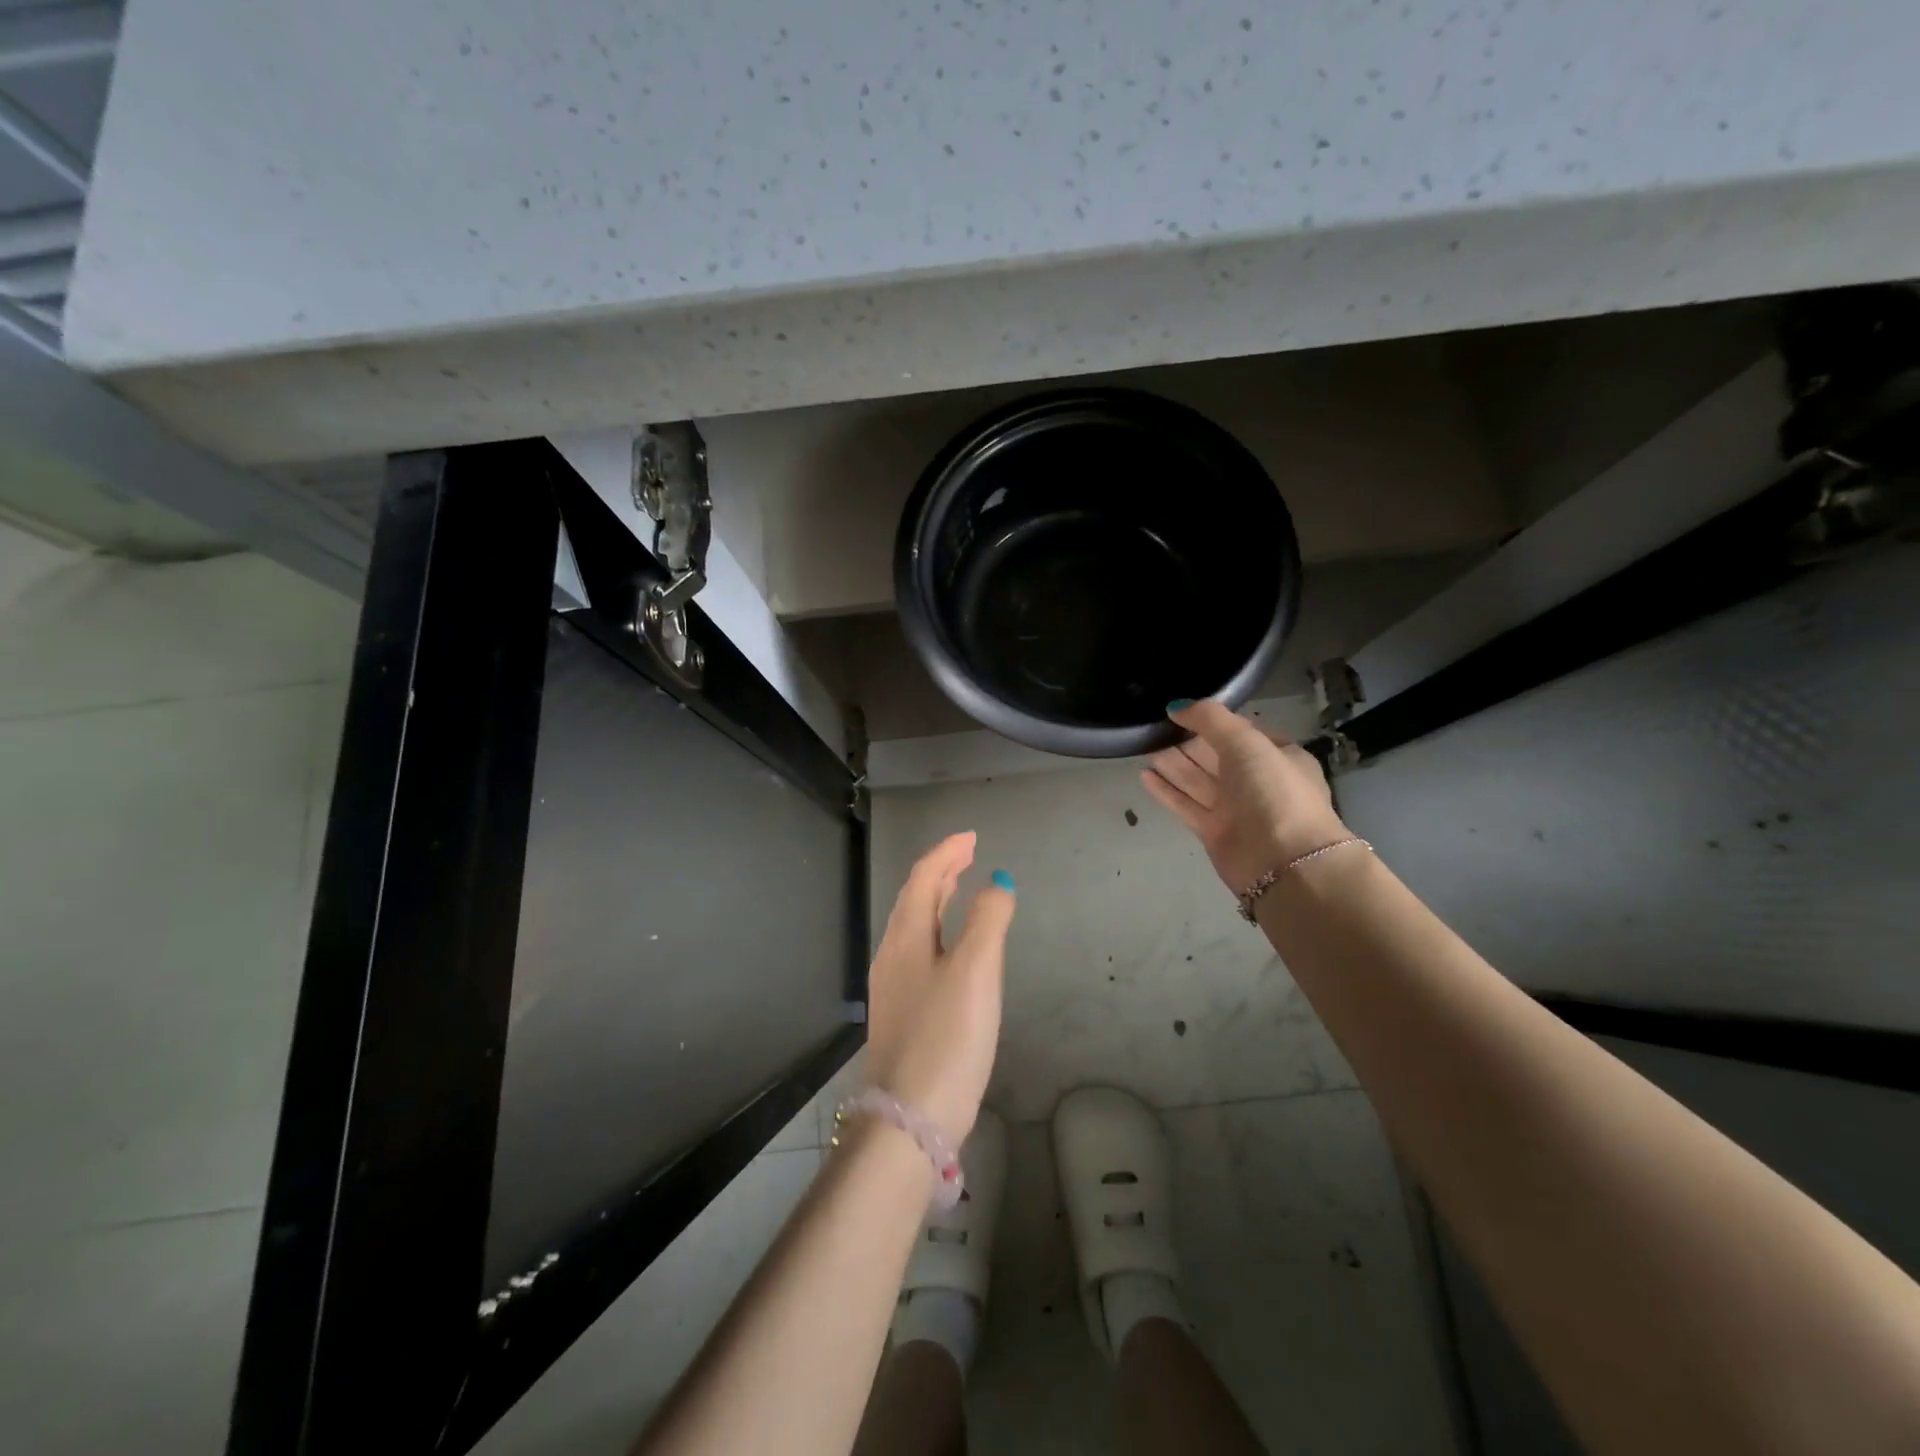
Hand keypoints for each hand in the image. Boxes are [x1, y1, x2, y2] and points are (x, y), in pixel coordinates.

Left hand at [864, 832, 1015, 1144]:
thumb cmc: (948, 1037)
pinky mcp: (902, 1015)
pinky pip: (919, 952)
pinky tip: (953, 950)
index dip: (947, 853)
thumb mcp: (976, 971)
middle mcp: (892, 956)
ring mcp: (893, 988)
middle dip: (940, 872)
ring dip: (936, 900)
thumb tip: (998, 882)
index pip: (923, 878)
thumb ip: (989, 920)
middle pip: (914, 900)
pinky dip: (938, 932)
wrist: (910, 1119)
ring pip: (915, 928)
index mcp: (905, 937)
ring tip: (959, 887)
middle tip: (967, 854)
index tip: (972, 837)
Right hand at [1140, 700, 1351, 894]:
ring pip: (1199, 781)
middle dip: (1188, 742)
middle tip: (1155, 728)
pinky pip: (1187, 805)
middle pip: (1216, 756)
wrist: (1285, 863)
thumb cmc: (1274, 792)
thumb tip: (1176, 706)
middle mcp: (1258, 782)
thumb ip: (1210, 718)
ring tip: (1144, 747)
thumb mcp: (1246, 741)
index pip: (1242, 731)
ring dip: (1174, 764)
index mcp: (1278, 756)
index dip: (1213, 721)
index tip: (1181, 712)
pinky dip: (1167, 791)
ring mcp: (1237, 809)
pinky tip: (1144, 776)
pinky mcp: (1215, 832)